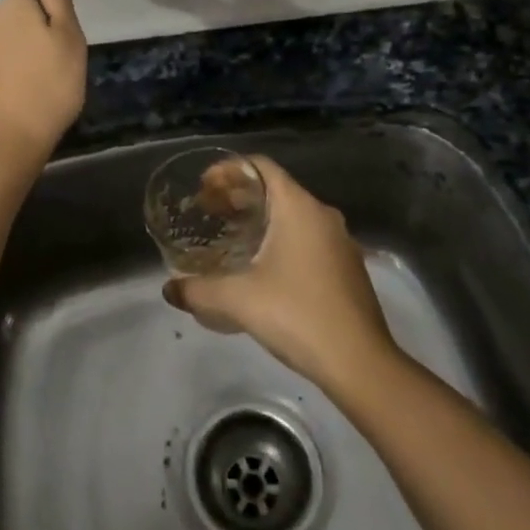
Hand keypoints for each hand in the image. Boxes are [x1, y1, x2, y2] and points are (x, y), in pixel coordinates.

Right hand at [164, 156, 396, 389]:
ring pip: (292, 213)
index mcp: (299, 207)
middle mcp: (322, 215)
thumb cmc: (298, 316)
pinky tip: (262, 266)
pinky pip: (306, 236)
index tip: (203, 186)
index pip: (261, 166)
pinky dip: (280, 237)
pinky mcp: (347, 266)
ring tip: (230, 236)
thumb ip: (199, 290)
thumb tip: (168, 290)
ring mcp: (339, 241)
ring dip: (260, 217)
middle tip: (208, 211)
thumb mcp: (239, 300)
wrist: (360, 363)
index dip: (228, 169)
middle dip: (239, 195)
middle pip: (275, 188)